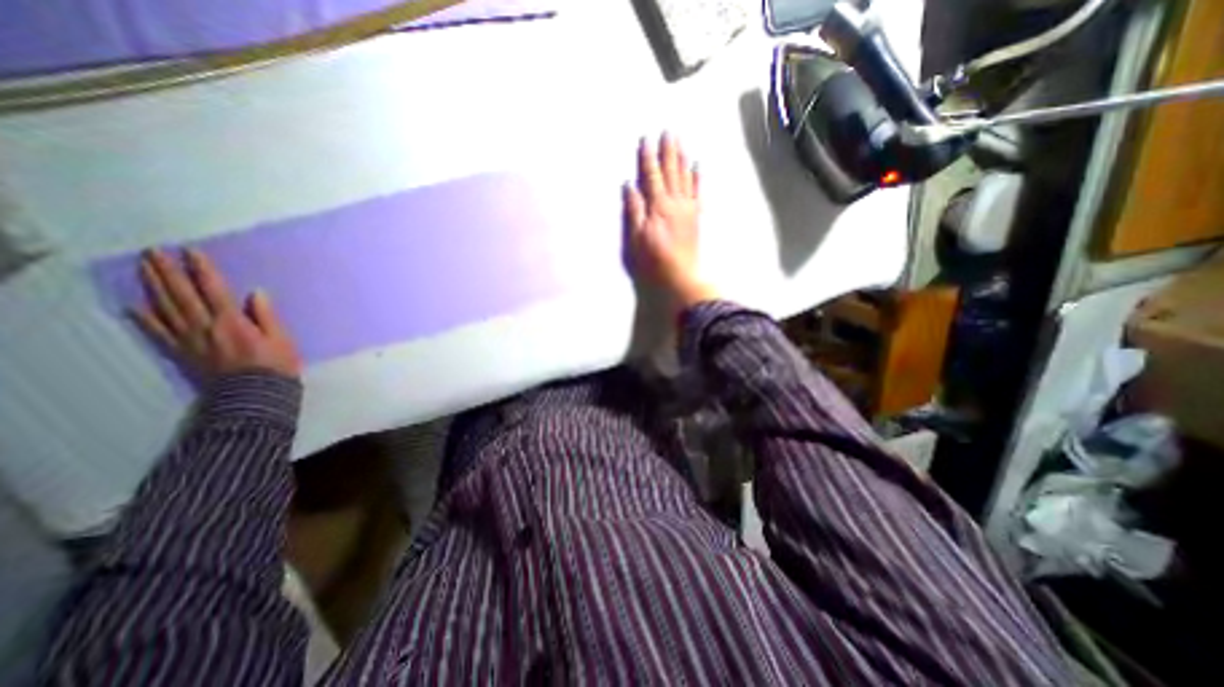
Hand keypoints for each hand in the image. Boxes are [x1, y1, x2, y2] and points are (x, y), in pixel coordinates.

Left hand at [131, 247, 300, 379]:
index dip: (201, 270)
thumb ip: (266, 315)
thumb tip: (255, 293)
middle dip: (167, 272)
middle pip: (181, 295)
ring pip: (165, 308)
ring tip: (144, 269)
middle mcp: (204, 326)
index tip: (190, 251)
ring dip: (152, 287)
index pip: (213, 290)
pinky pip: (158, 333)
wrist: (255, 395)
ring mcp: (188, 339)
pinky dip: (144, 318)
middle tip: (153, 252)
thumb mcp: (282, 339)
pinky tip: (134, 306)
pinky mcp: (182, 352)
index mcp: (231, 321)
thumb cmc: (276, 365)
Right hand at [623, 130, 719, 313]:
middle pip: (670, 172)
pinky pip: (697, 192)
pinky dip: (697, 178)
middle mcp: (675, 203)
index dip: (648, 158)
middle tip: (668, 132)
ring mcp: (687, 209)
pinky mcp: (695, 218)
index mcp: (658, 206)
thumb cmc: (653, 260)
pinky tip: (697, 166)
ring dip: (682, 159)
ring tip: (680, 142)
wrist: (680, 276)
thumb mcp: (636, 238)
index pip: (652, 176)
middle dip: (668, 151)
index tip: (646, 140)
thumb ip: (634, 211)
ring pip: (685, 178)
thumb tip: (630, 186)